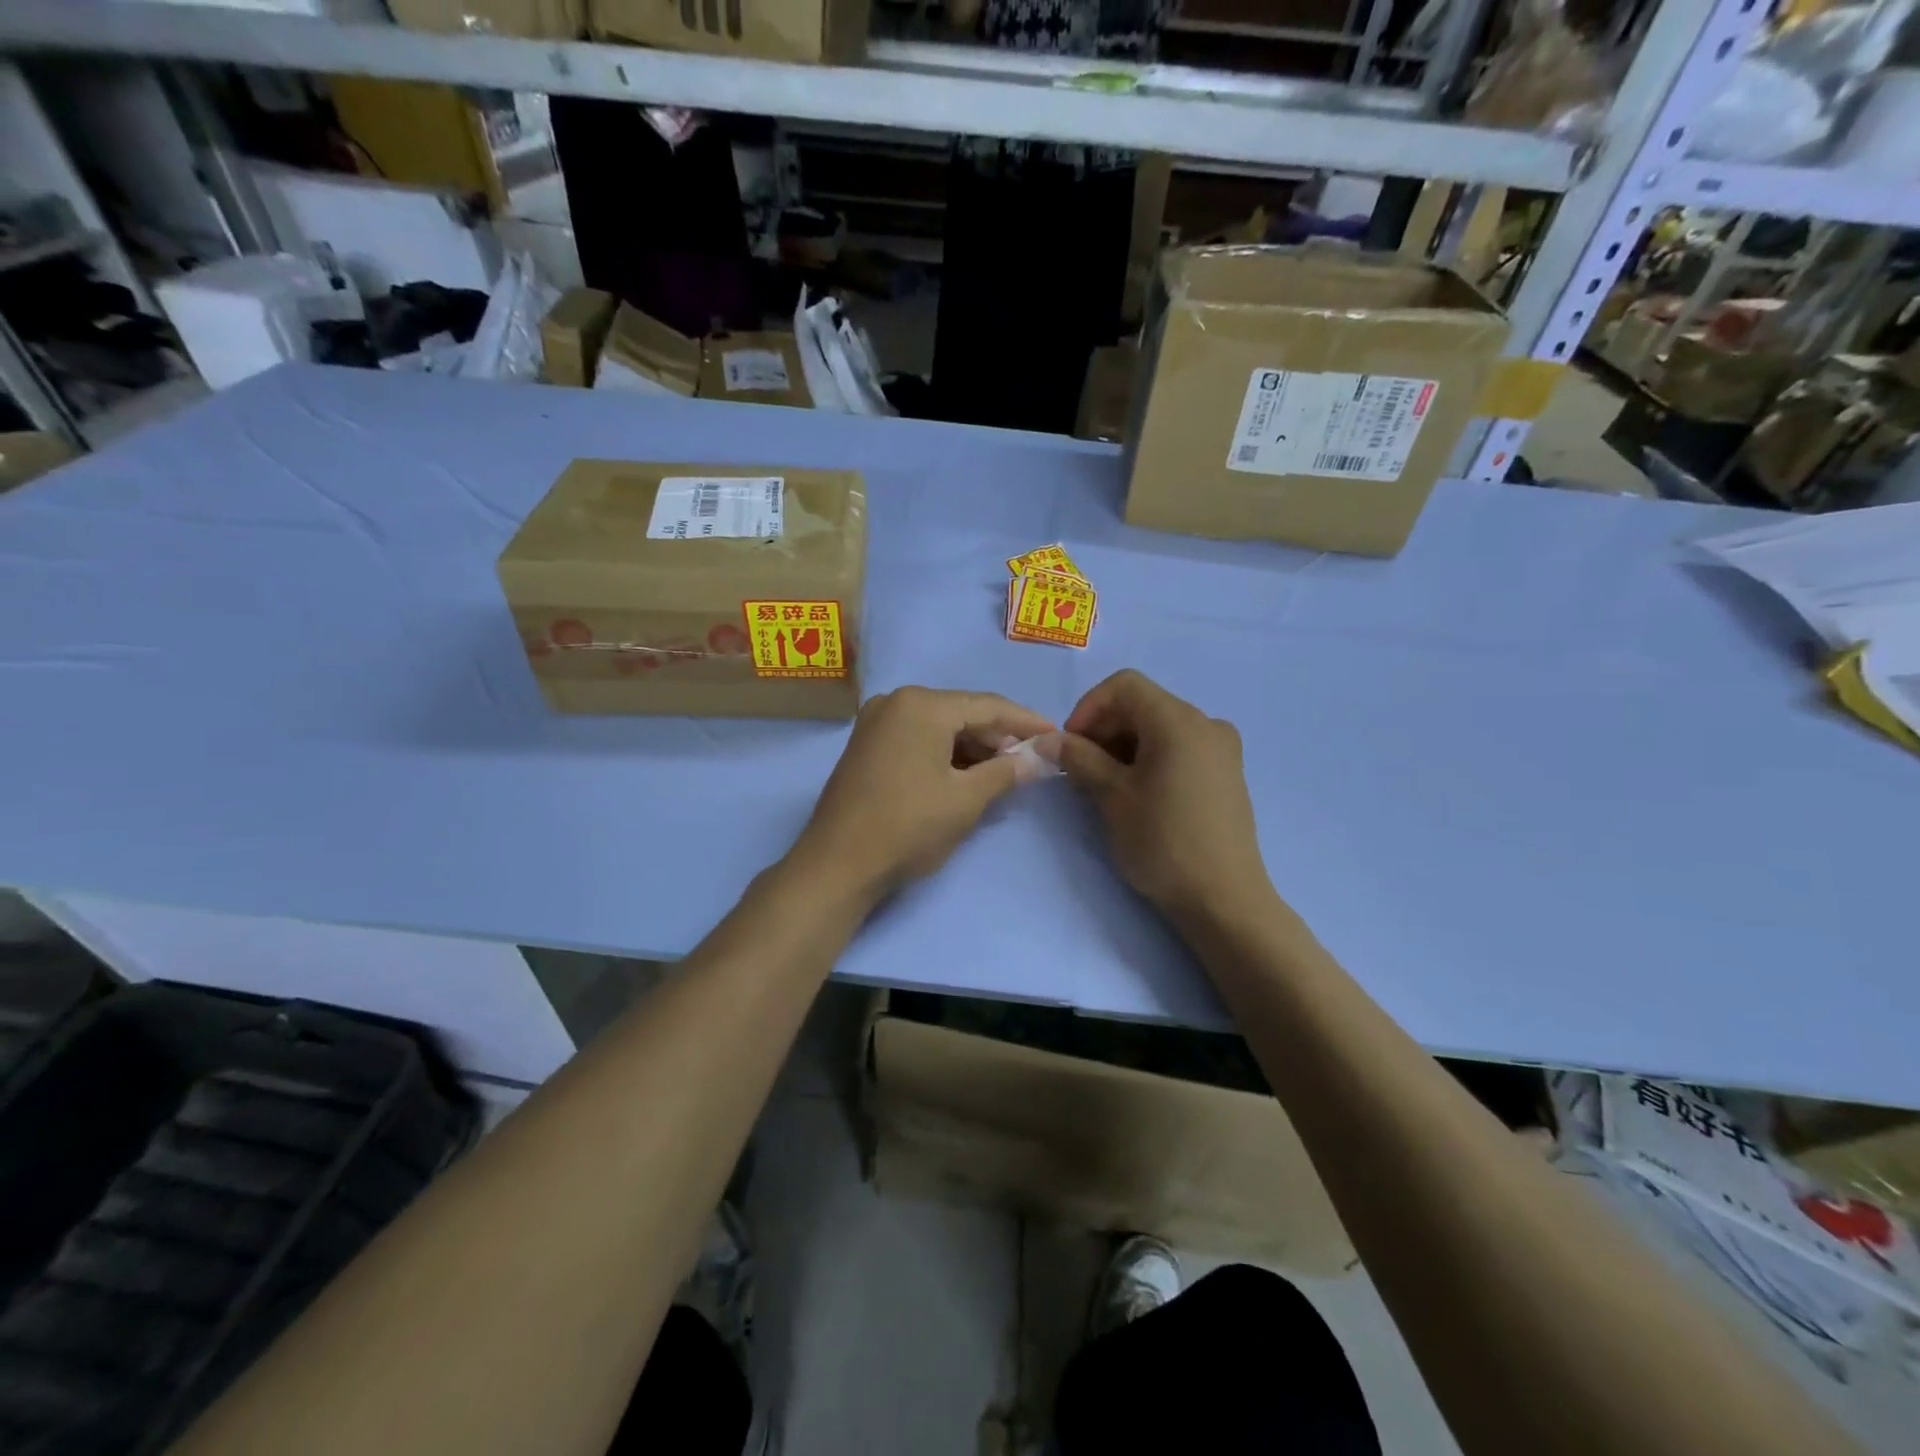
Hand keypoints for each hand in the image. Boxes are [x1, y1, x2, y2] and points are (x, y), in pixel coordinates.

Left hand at [793, 687, 1055, 898]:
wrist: (837, 865)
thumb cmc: (908, 827)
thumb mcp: (966, 800)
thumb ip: (1006, 772)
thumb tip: (1038, 758)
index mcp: (922, 704)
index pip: (988, 706)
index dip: (1026, 722)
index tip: (1056, 735)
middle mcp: (896, 701)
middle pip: (961, 712)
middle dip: (997, 737)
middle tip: (1029, 761)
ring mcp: (876, 722)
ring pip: (938, 726)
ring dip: (971, 747)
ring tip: (1001, 772)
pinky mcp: (866, 744)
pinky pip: (917, 738)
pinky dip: (944, 753)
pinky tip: (964, 775)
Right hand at [1057, 670, 1272, 924]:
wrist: (1224, 900)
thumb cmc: (1163, 842)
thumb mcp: (1112, 797)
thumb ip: (1079, 758)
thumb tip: (1049, 739)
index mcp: (1180, 721)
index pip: (1124, 686)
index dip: (1088, 708)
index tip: (1069, 745)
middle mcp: (1206, 724)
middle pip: (1143, 705)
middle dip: (1104, 728)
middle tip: (1079, 769)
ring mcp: (1222, 750)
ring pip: (1160, 728)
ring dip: (1124, 745)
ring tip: (1103, 785)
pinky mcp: (1226, 774)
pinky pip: (1180, 748)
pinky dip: (1150, 758)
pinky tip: (1136, 793)